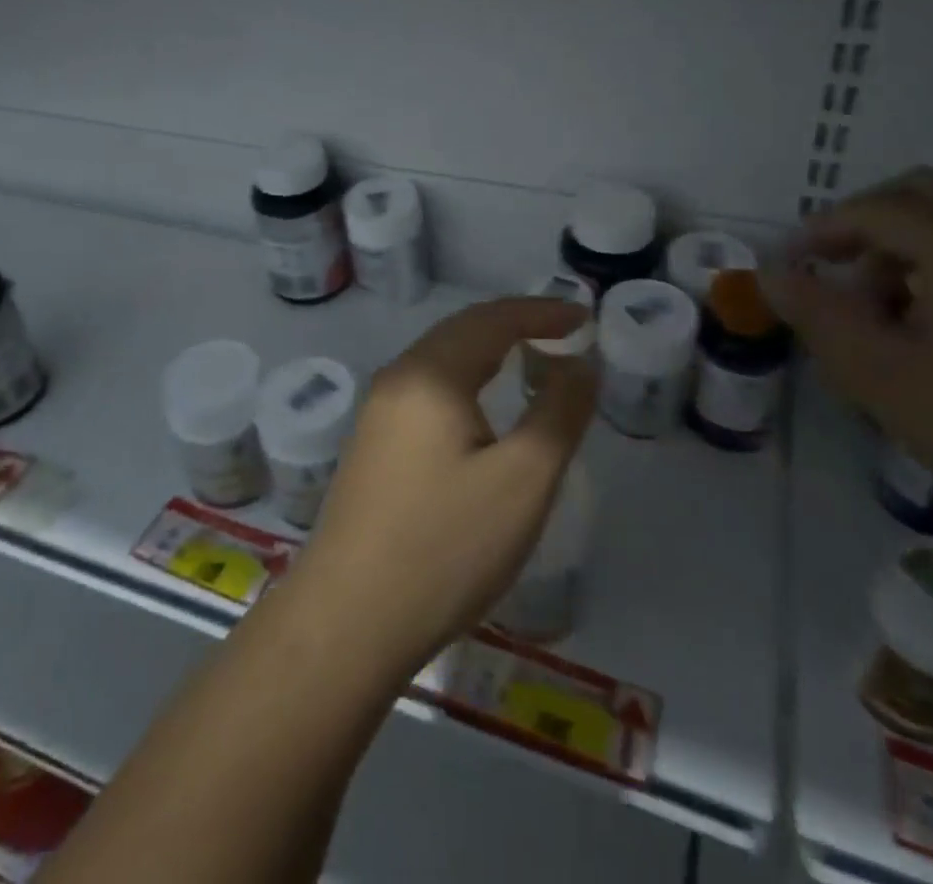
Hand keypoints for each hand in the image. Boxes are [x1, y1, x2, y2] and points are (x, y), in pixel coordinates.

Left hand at [288, 298, 595, 681]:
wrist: (348, 620)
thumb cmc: (445, 546)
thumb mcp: (522, 481)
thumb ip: (559, 412)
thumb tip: (580, 363)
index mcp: (431, 374)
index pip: (493, 319)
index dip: (542, 312)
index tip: (584, 317)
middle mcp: (398, 378)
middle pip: (463, 330)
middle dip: (515, 324)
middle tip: (563, 334)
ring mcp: (378, 411)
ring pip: (442, 359)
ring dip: (488, 350)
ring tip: (531, 362)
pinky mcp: (372, 443)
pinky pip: (428, 388)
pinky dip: (466, 379)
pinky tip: (481, 409)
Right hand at [765, 168, 932, 596]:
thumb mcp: (883, 378)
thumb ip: (819, 316)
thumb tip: (772, 273)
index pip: (876, 208)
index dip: (823, 229)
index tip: (791, 266)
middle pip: (921, 196)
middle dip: (865, 225)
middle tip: (833, 272)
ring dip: (903, 248)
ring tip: (879, 313)